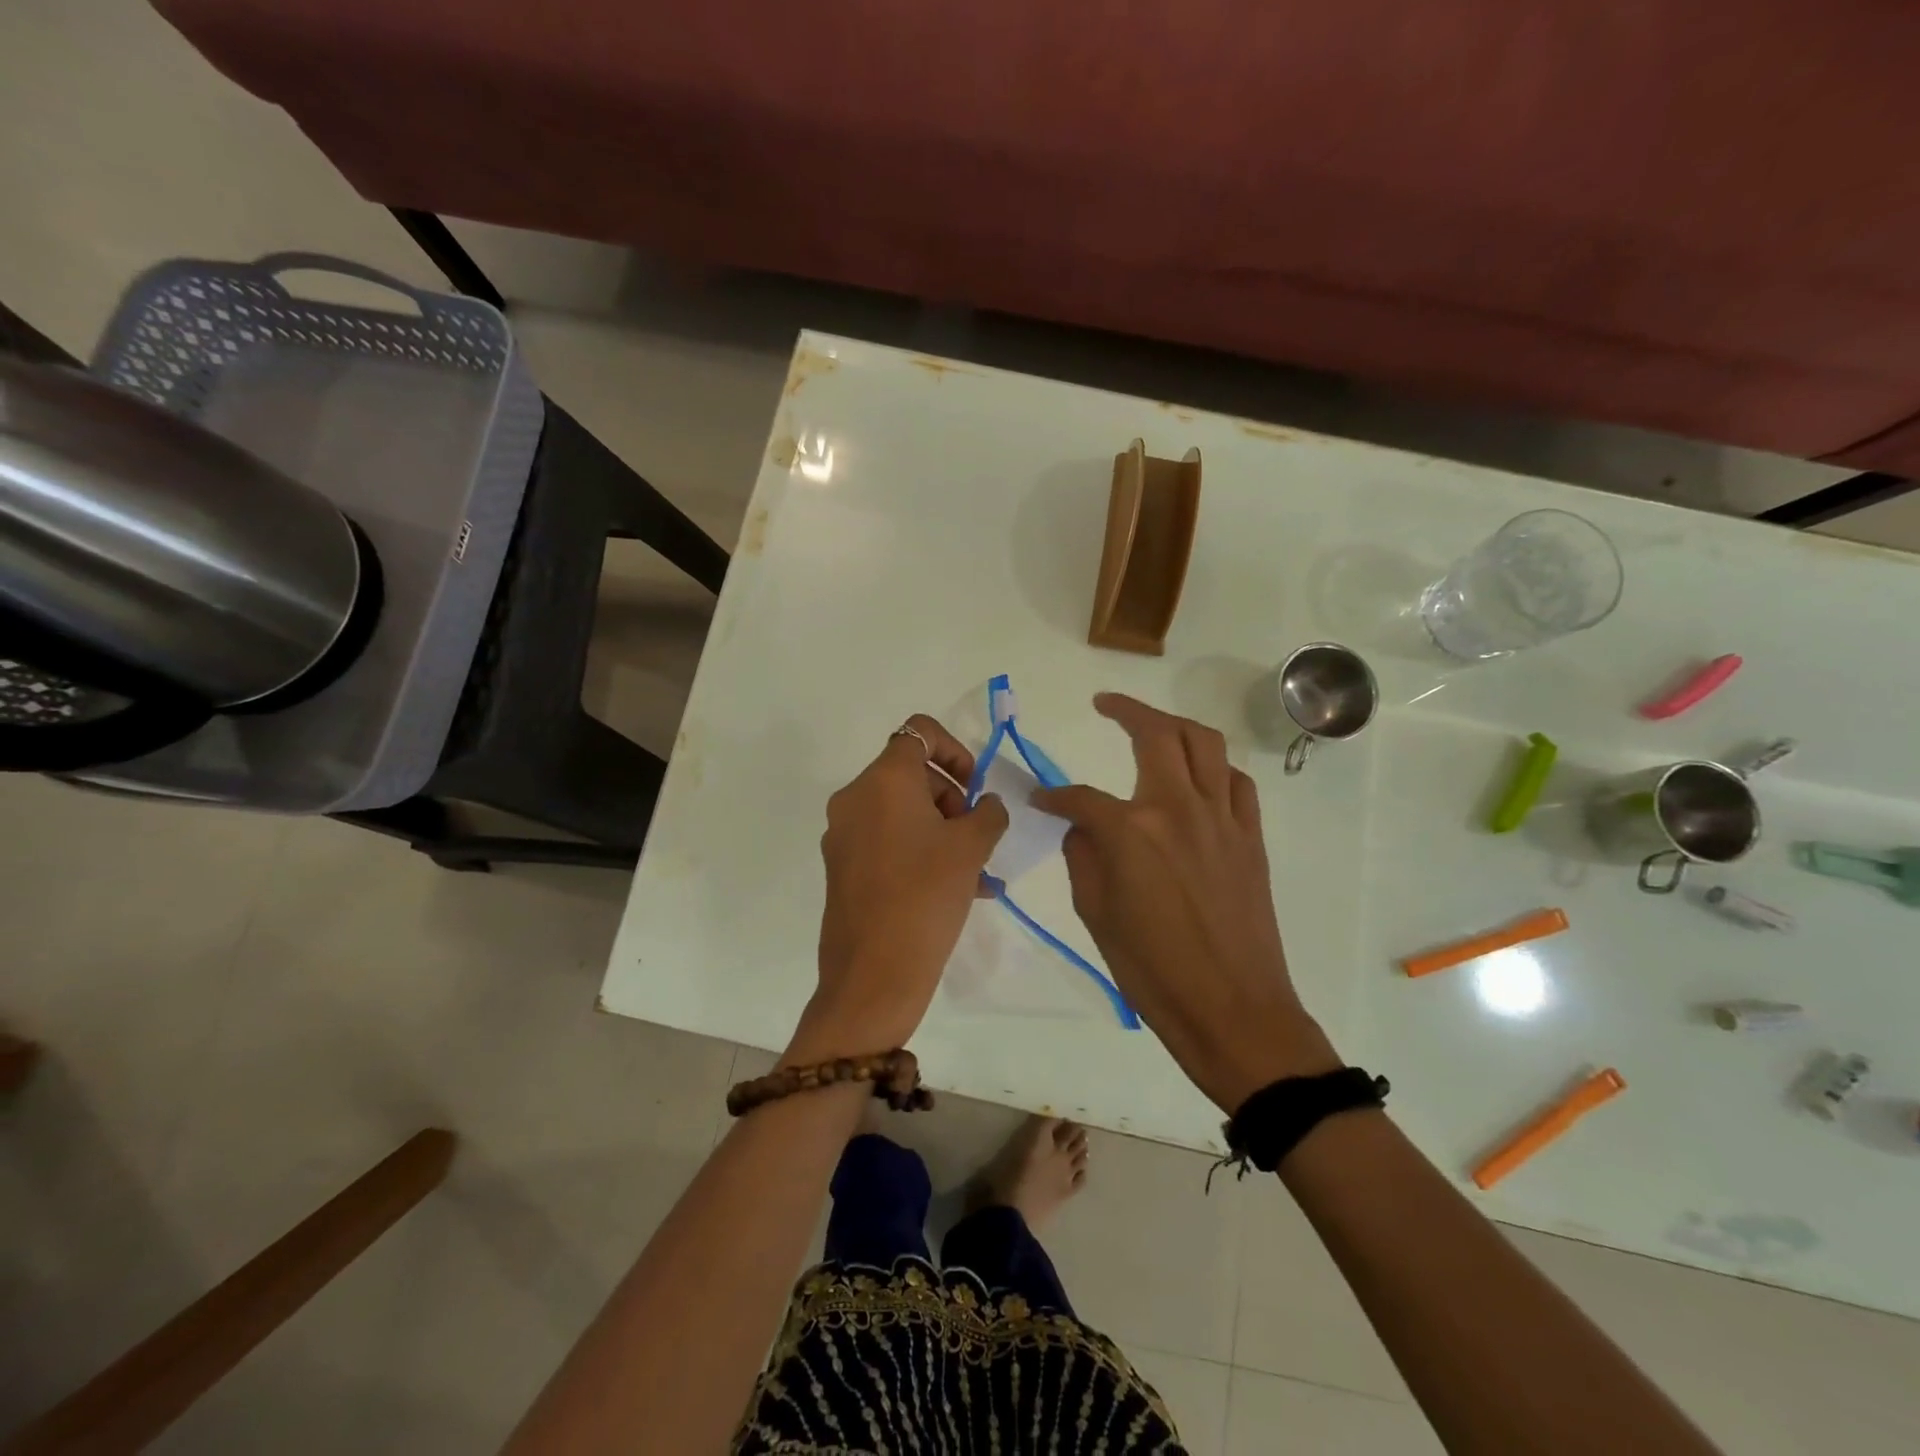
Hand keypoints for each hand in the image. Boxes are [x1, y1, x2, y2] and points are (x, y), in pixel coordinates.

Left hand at [787, 715, 1008, 1063]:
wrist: (873, 974)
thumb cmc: (926, 896)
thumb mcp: (971, 848)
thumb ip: (988, 813)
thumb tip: (985, 805)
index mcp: (883, 780)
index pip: (919, 733)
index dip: (955, 750)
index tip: (974, 788)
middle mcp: (855, 798)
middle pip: (912, 775)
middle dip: (953, 800)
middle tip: (978, 839)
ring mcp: (844, 834)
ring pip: (903, 813)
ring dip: (943, 832)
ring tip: (978, 874)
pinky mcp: (842, 867)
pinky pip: (888, 842)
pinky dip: (921, 852)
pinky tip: (959, 890)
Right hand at [1033, 693, 1340, 1112]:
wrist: (1232, 1010)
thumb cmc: (1153, 972)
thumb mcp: (1096, 915)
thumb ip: (1084, 856)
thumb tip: (1083, 826)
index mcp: (1131, 832)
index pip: (1081, 797)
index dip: (1054, 796)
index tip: (1040, 799)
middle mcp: (1178, 808)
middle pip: (1155, 734)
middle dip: (1125, 710)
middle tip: (1105, 704)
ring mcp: (1221, 818)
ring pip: (1204, 744)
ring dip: (1174, 725)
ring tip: (1154, 727)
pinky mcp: (1250, 836)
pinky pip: (1235, 782)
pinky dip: (1214, 768)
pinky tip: (1199, 778)